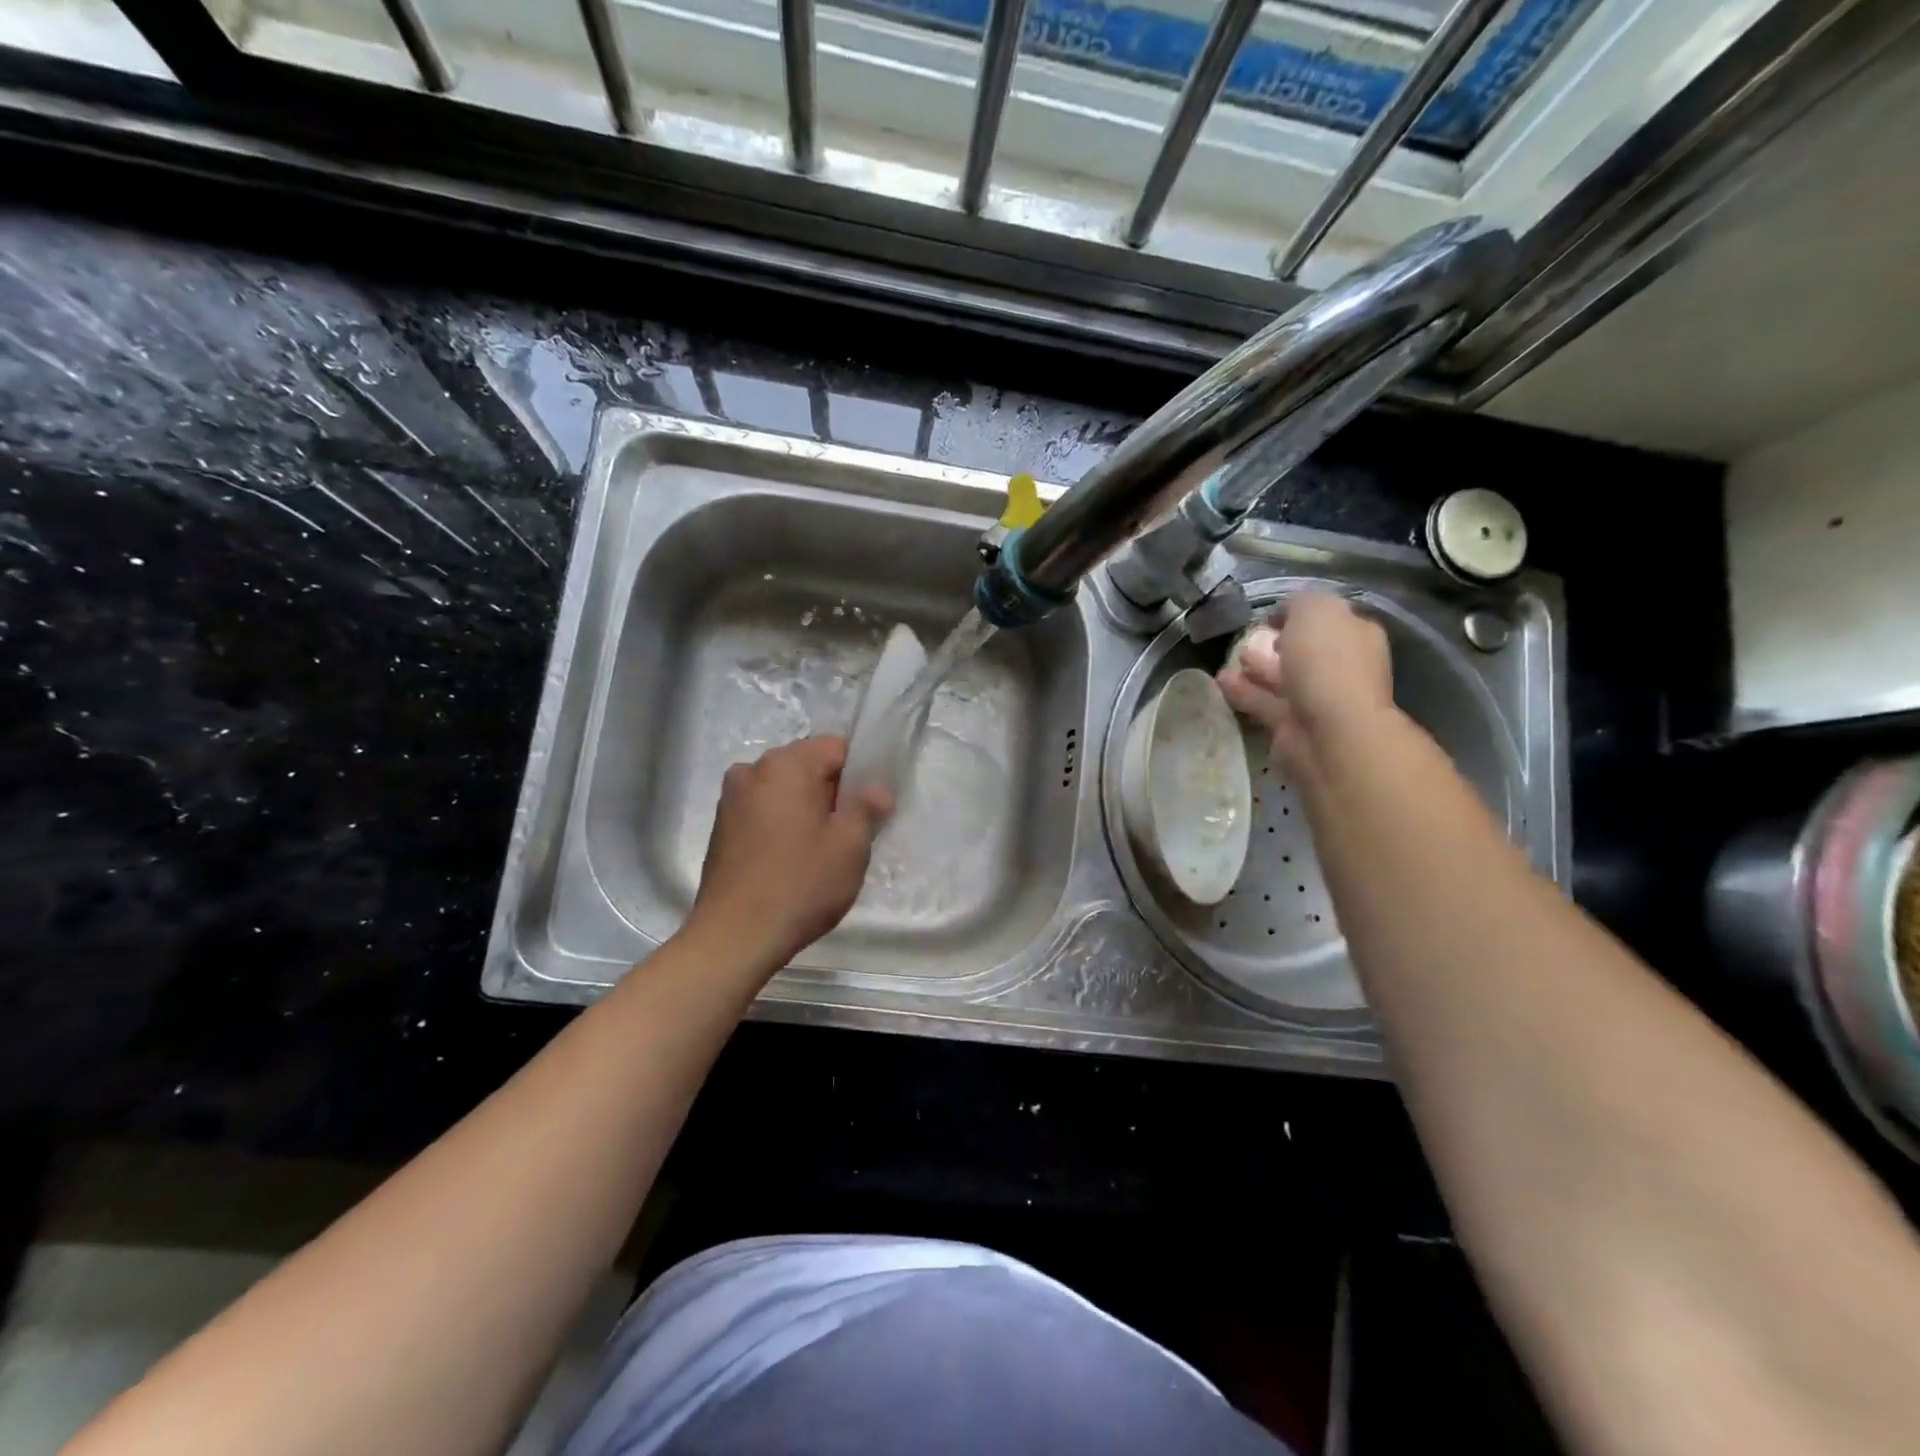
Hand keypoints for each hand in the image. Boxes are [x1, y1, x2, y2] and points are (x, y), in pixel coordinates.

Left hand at [687, 736, 892, 972]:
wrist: (734, 936)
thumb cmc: (800, 884)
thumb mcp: (849, 845)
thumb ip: (866, 807)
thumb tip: (875, 790)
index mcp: (786, 764)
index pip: (836, 747)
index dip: (859, 774)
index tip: (868, 810)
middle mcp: (752, 769)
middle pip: (807, 765)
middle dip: (831, 791)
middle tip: (848, 834)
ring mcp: (731, 798)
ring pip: (784, 790)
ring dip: (805, 809)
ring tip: (818, 851)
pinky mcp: (721, 827)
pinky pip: (764, 811)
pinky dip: (781, 824)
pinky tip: (790, 860)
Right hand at [1217, 590, 1393, 775]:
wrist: (1330, 730)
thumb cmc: (1328, 663)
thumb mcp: (1316, 610)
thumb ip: (1299, 603)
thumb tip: (1285, 613)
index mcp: (1355, 636)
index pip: (1329, 619)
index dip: (1300, 614)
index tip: (1271, 615)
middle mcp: (1340, 667)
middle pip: (1305, 651)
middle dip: (1278, 643)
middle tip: (1249, 637)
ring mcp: (1316, 699)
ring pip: (1282, 678)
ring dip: (1257, 667)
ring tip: (1230, 657)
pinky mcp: (1291, 725)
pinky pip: (1263, 702)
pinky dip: (1243, 691)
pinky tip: (1220, 680)